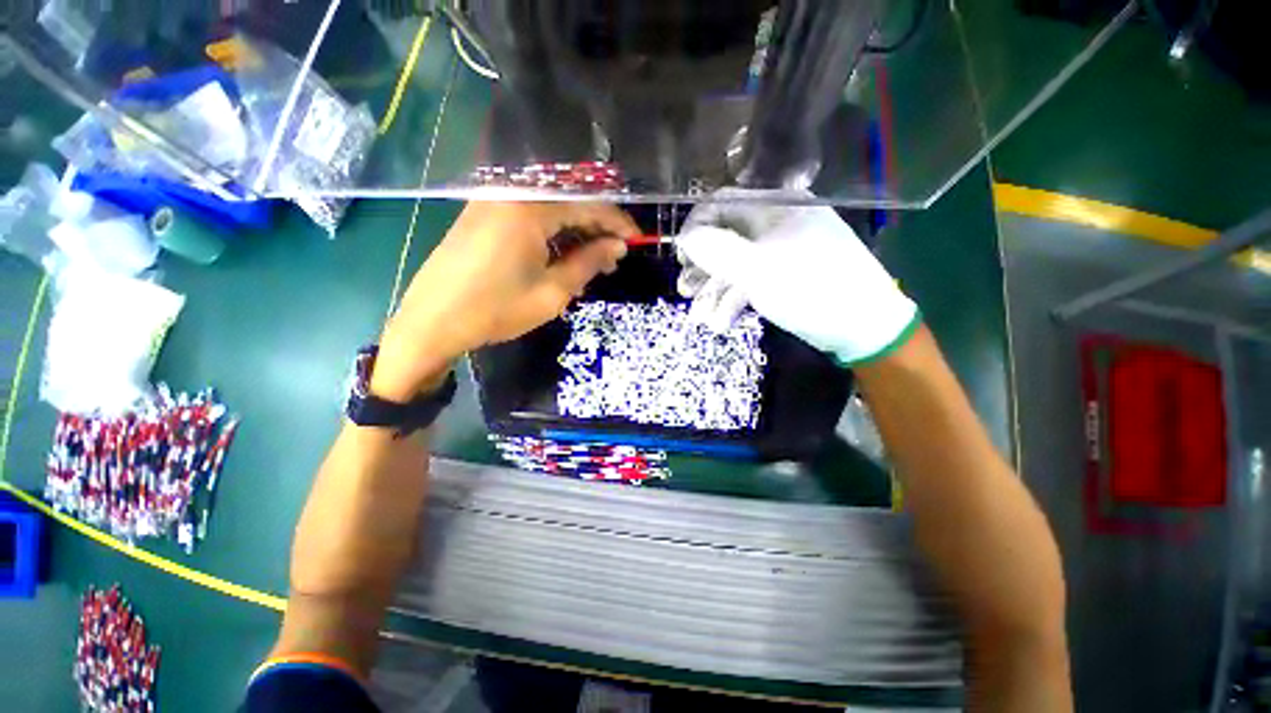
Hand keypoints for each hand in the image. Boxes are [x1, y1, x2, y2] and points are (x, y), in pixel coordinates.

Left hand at [373, 201, 635, 399]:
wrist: (432, 322)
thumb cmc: (496, 310)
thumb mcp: (552, 292)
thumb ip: (588, 263)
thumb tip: (617, 246)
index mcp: (530, 208)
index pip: (588, 205)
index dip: (617, 223)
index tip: (637, 240)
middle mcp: (511, 194)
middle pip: (568, 202)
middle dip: (597, 228)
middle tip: (615, 257)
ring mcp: (493, 201)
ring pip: (550, 210)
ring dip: (575, 232)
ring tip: (593, 262)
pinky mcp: (483, 214)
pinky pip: (529, 216)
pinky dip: (552, 234)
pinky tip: (563, 256)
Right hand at [675, 193, 918, 365]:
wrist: (862, 327)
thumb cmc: (810, 290)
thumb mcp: (758, 269)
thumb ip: (717, 250)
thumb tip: (686, 237)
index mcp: (776, 207)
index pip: (722, 204)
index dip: (696, 228)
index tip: (680, 256)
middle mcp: (777, 223)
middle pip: (726, 237)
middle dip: (702, 267)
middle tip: (685, 291)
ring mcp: (781, 251)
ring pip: (736, 264)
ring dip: (715, 291)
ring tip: (702, 318)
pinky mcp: (784, 275)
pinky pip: (751, 280)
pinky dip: (734, 299)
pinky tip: (722, 322)